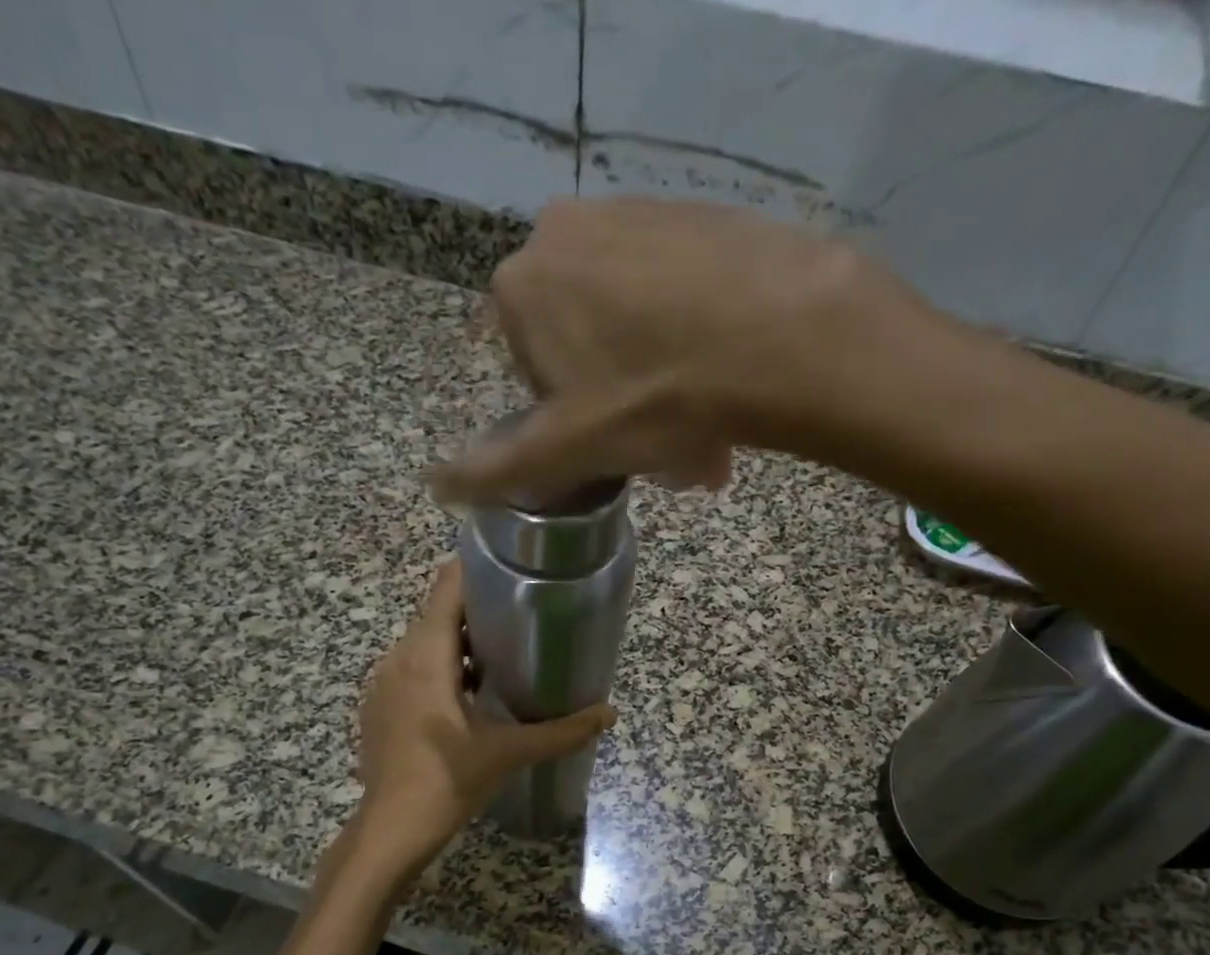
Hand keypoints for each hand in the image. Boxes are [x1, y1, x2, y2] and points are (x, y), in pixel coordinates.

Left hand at [349, 559, 615, 880]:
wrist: (389, 831)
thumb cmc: (446, 783)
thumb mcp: (508, 753)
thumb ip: (561, 731)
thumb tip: (609, 714)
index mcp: (425, 658)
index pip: (446, 589)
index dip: (478, 571)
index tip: (514, 569)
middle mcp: (397, 659)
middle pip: (436, 615)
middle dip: (478, 611)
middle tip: (524, 616)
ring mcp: (383, 684)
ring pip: (423, 645)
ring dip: (459, 645)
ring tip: (504, 653)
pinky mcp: (379, 708)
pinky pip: (412, 671)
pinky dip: (441, 670)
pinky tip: (470, 695)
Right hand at [429, 197, 923, 505]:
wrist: (774, 334)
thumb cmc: (653, 399)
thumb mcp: (565, 448)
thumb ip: (496, 468)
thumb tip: (435, 486)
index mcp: (523, 286)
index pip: (532, 371)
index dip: (571, 418)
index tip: (612, 444)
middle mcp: (566, 232)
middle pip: (584, 342)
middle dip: (619, 401)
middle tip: (665, 447)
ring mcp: (634, 212)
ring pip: (634, 319)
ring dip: (659, 377)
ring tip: (705, 425)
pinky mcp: (695, 212)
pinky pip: (678, 289)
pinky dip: (693, 337)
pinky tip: (727, 375)